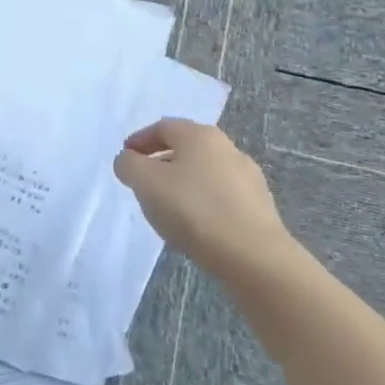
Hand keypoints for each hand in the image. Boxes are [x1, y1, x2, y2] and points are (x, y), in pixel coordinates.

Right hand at [113, 119, 295, 282]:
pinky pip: (221, 195)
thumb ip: (129, 165)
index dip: (140, 140)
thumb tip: (129, 160)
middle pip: (186, 148)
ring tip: (168, 207)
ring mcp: (248, 177)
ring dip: (182, 182)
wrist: (253, 256)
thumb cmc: (193, 210)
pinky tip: (196, 224)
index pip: (163, 127)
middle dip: (161, 161)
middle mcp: (227, 148)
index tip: (125, 159)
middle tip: (143, 183)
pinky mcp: (259, 206)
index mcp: (200, 135)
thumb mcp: (146, 183)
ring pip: (204, 172)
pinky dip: (202, 201)